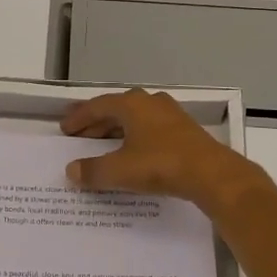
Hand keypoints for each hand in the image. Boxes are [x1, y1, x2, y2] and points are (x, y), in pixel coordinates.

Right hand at [60, 89, 268, 213]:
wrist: (210, 173)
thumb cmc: (160, 165)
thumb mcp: (120, 171)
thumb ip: (93, 171)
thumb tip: (72, 171)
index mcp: (132, 104)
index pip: (98, 106)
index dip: (80, 117)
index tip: (65, 128)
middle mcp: (150, 102)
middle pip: (117, 109)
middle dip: (97, 123)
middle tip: (80, 136)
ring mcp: (170, 114)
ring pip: (135, 118)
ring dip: (117, 130)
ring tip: (103, 145)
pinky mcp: (184, 130)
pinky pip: (150, 129)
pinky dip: (135, 137)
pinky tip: (133, 153)